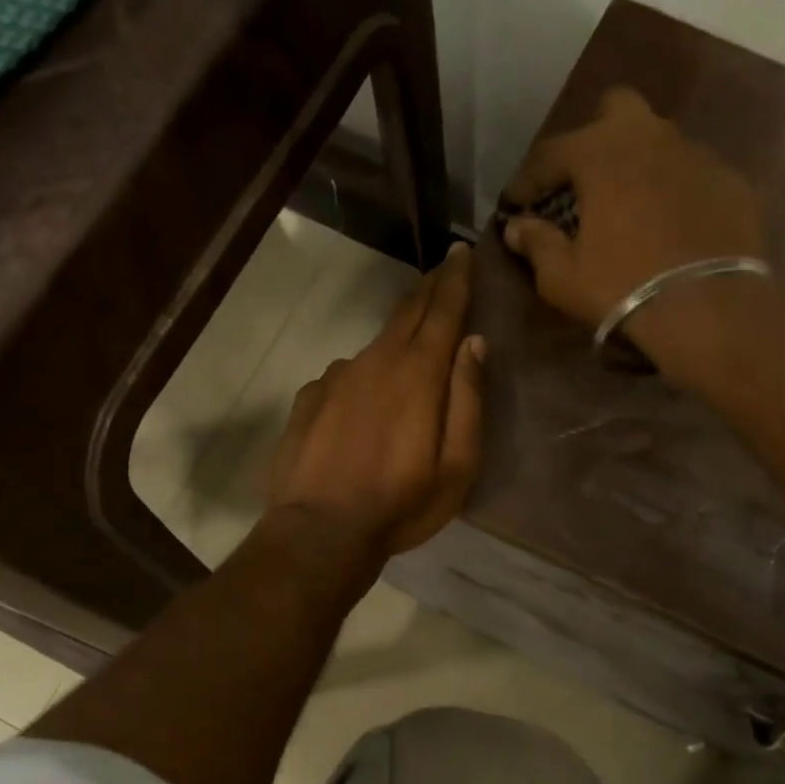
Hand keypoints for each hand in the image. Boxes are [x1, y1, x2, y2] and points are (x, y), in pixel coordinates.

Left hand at [266, 243, 484, 561]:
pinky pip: (346, 374)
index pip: (443, 309)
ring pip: (376, 344)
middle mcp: (376, 361)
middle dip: (429, 287)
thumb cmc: (400, 504)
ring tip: (411, 342)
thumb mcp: (457, 465)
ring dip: (398, 334)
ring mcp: (337, 377)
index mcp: (418, 373)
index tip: (463, 251)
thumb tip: (474, 343)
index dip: (456, 278)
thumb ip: (468, 399)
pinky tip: (364, 399)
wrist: (320, 532)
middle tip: (444, 269)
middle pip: (407, 311)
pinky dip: (364, 373)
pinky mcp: (310, 397)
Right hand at [499, 88, 767, 355]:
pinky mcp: (731, 181)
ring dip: (637, 165)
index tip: (515, 204)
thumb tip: (516, 228)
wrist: (709, 310)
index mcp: (601, 152)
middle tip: (583, 182)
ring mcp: (697, 155)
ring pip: (659, 141)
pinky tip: (671, 226)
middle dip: (594, 138)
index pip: (550, 152)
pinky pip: (692, 175)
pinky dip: (674, 192)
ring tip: (629, 207)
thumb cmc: (622, 287)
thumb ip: (536, 243)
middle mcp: (651, 137)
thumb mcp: (563, 276)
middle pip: (615, 110)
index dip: (527, 180)